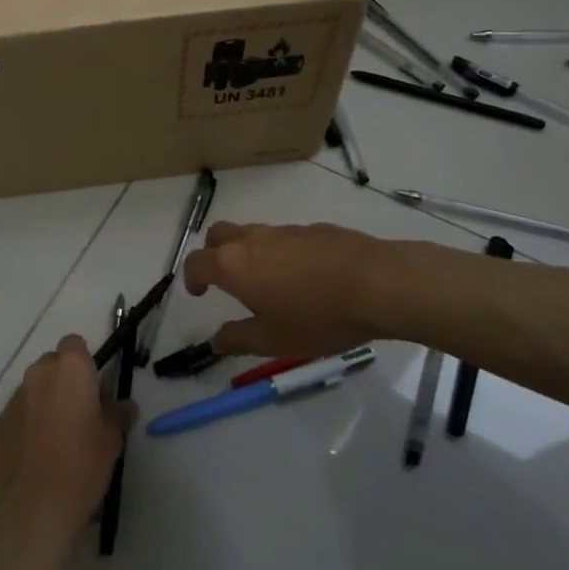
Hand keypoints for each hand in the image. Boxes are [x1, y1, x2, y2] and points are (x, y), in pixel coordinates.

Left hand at [0, 336, 131, 540]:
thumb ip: (118, 414)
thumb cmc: (81, 466)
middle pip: (53, 364)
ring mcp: (13, 399)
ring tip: (58, 440)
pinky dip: (28, 425)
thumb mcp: (112, 440)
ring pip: (34, 389)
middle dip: (65, 382)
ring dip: (46, 403)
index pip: (75, 345)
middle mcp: (38, 374)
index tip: (95, 390)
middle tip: (81, 415)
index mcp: (70, 369)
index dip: (85, 363)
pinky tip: (37, 456)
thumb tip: (122, 405)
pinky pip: (18, 414)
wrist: (32, 509)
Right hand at [183, 221, 400, 356]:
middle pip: (218, 234)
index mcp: (234, 266)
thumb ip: (238, 339)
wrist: (376, 283)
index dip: (191, 277)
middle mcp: (252, 240)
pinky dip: (280, 252)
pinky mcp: (312, 229)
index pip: (196, 262)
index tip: (199, 293)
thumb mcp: (274, 340)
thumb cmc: (317, 317)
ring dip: (248, 252)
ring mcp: (284, 230)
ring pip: (252, 233)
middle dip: (213, 252)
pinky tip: (304, 277)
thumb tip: (215, 340)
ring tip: (267, 282)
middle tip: (224, 278)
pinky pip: (283, 237)